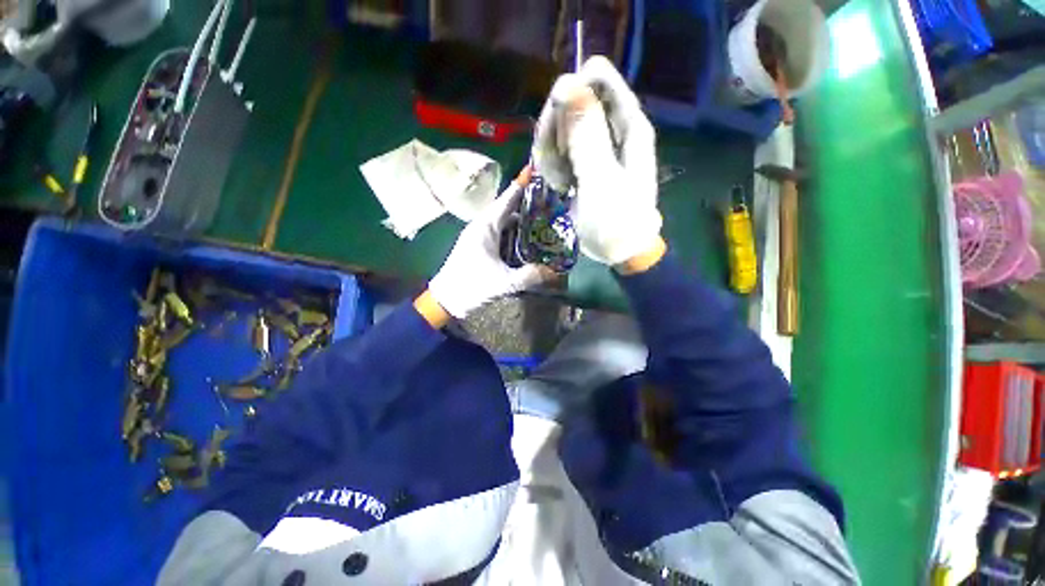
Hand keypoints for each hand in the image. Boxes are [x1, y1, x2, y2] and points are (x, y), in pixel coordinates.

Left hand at [428, 169, 550, 319]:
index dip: (522, 184)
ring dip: (522, 222)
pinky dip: (515, 234)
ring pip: (505, 223)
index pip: (507, 199)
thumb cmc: (471, 285)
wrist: (445, 299)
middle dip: (528, 205)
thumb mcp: (504, 282)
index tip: (536, 170)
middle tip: (551, 204)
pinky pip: (501, 234)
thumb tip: (555, 274)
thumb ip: (530, 276)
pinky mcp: (480, 247)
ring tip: (544, 222)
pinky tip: (528, 241)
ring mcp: (480, 236)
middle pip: (508, 209)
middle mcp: (482, 226)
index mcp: (486, 226)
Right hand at [532, 57, 662, 267]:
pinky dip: (554, 164)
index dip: (571, 96)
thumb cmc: (615, 220)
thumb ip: (586, 135)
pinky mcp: (585, 161)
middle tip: (555, 165)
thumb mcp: (600, 180)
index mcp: (628, 124)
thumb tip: (566, 83)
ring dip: (552, 152)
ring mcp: (598, 144)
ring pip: (562, 126)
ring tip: (559, 181)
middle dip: (557, 131)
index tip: (558, 130)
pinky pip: (560, 147)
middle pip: (574, 101)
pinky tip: (559, 185)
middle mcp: (614, 127)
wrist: (620, 250)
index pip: (597, 78)